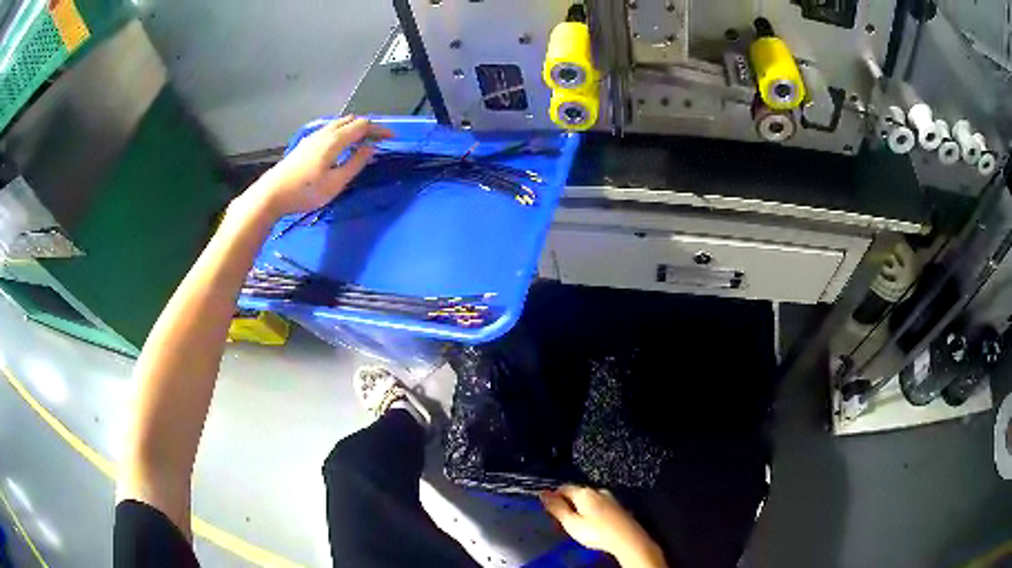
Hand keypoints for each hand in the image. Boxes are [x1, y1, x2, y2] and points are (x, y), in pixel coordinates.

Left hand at [247, 116, 392, 217]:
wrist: (272, 194)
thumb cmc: (305, 192)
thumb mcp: (335, 183)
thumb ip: (355, 163)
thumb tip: (371, 148)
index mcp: (335, 140)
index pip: (363, 126)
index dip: (379, 129)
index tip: (392, 137)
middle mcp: (325, 133)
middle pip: (351, 120)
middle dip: (368, 127)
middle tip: (379, 139)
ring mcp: (313, 137)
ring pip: (339, 124)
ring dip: (354, 128)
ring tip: (363, 142)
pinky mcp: (306, 144)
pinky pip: (330, 129)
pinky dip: (342, 132)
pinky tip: (341, 145)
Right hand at [541, 485, 665, 567]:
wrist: (627, 539)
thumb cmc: (596, 532)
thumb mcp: (571, 523)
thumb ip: (557, 508)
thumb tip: (543, 493)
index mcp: (584, 492)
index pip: (563, 488)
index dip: (554, 497)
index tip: (550, 509)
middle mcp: (598, 490)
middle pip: (576, 493)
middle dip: (567, 503)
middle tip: (562, 520)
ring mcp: (610, 498)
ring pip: (588, 499)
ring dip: (580, 508)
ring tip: (577, 524)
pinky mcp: (617, 506)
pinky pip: (599, 505)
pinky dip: (592, 511)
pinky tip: (593, 523)